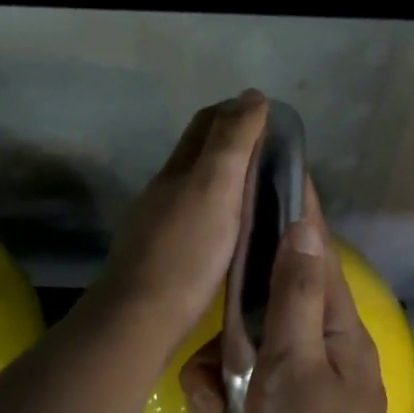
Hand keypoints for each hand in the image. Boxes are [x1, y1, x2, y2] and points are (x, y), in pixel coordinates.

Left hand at [95, 90, 267, 352]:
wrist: (141, 317)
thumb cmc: (185, 251)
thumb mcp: (215, 188)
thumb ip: (232, 143)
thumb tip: (252, 95)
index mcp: (178, 170)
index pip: (206, 124)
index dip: (237, 112)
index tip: (270, 118)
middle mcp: (164, 190)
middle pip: (197, 154)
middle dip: (231, 144)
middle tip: (272, 156)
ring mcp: (158, 225)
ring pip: (194, 189)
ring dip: (224, 181)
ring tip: (259, 193)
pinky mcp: (161, 256)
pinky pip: (193, 220)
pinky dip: (216, 213)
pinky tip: (231, 233)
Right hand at [179, 190, 404, 412]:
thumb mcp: (294, 365)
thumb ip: (295, 296)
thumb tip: (304, 227)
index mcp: (335, 325)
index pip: (315, 249)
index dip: (296, 210)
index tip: (274, 170)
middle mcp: (323, 344)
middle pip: (269, 301)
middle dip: (230, 324)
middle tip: (208, 353)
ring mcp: (305, 379)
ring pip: (250, 346)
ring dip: (220, 372)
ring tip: (207, 408)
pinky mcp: (286, 411)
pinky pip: (248, 384)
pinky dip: (225, 399)